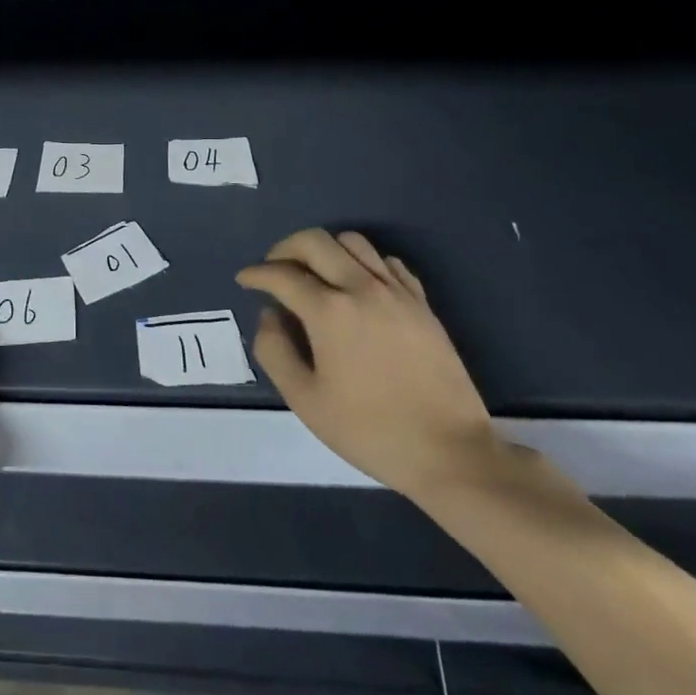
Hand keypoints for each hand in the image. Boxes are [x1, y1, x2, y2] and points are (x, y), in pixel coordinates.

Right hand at [238, 228, 499, 501]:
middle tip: (274, 269)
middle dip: (285, 248)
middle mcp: (361, 288)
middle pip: (314, 241)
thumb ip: (274, 351)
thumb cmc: (370, 431)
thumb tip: (269, 316)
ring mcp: (396, 292)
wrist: (450, 453)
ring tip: (315, 273)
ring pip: (352, 241)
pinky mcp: (422, 303)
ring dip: (325, 249)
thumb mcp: (305, 401)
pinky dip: (363, 262)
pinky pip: (387, 261)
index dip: (256, 274)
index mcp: (329, 311)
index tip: (245, 280)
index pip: (281, 275)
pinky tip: (358, 285)